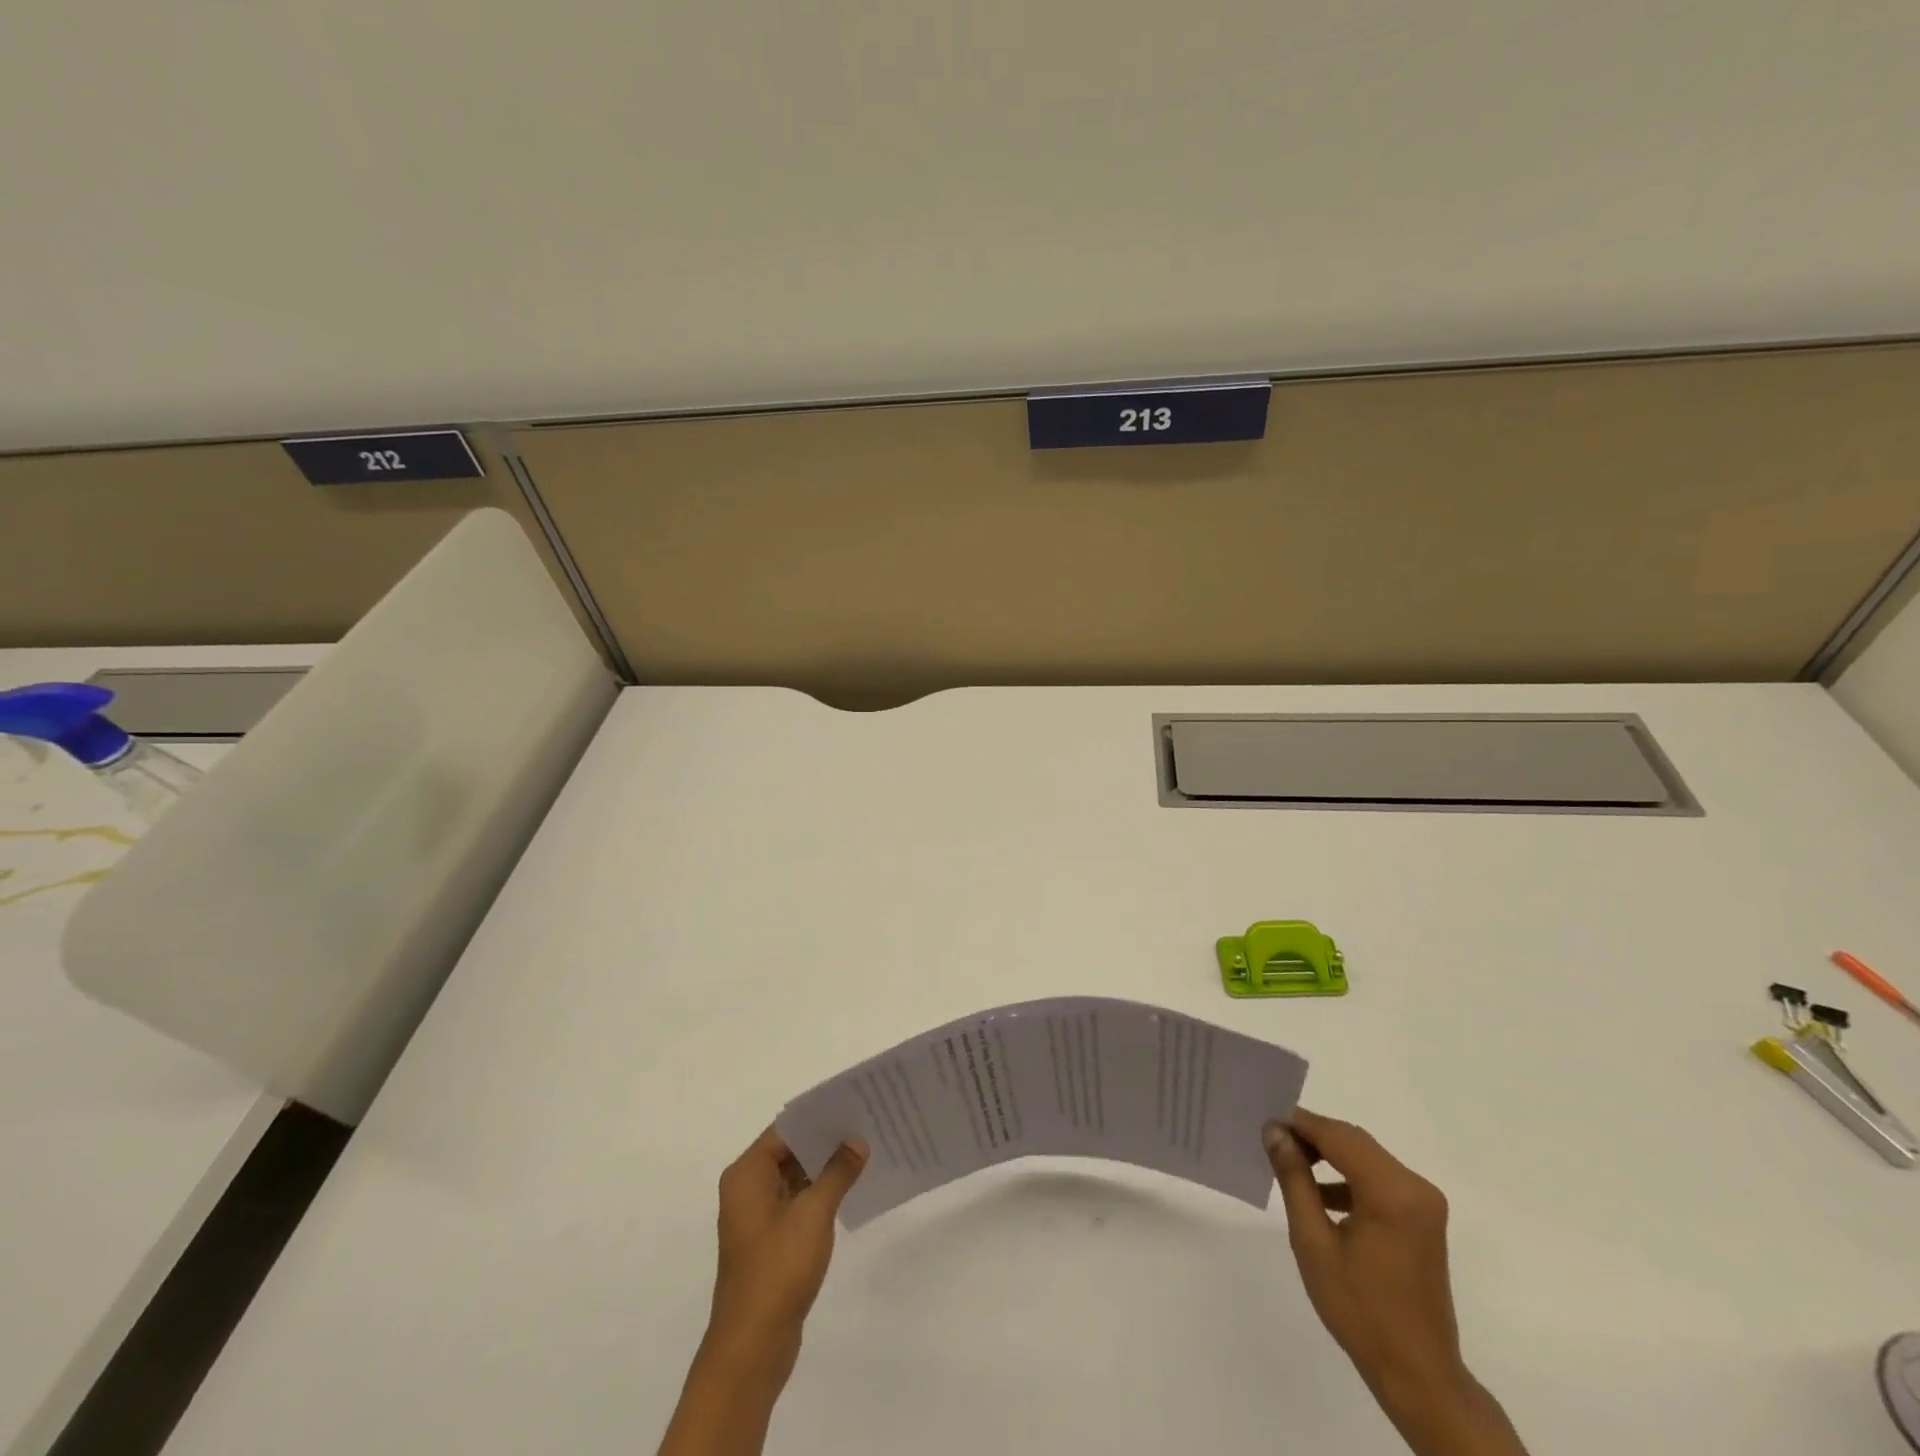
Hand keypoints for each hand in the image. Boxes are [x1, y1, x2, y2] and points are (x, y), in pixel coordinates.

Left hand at [705, 1127, 867, 1377]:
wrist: (753, 1347)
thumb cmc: (778, 1270)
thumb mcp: (813, 1214)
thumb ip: (837, 1172)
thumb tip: (857, 1141)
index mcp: (747, 1174)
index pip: (785, 1129)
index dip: (818, 1116)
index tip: (851, 1104)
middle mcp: (747, 1188)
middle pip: (789, 1150)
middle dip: (825, 1139)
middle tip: (865, 1123)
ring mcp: (757, 1215)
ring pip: (795, 1175)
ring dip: (825, 1166)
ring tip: (864, 1149)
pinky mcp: (770, 1239)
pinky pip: (797, 1200)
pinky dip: (820, 1191)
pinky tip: (850, 1186)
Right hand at [1265, 1109, 1527, 1455]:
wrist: (1418, 1374)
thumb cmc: (1360, 1309)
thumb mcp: (1313, 1241)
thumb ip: (1294, 1179)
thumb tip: (1275, 1132)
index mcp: (1392, 1191)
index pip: (1338, 1136)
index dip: (1300, 1124)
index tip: (1265, 1122)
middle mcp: (1415, 1187)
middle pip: (1355, 1141)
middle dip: (1313, 1136)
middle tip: (1273, 1140)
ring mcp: (1424, 1203)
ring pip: (1366, 1157)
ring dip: (1330, 1155)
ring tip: (1291, 1163)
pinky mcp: (1423, 1218)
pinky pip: (1379, 1179)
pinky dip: (1349, 1177)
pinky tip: (1321, 1194)